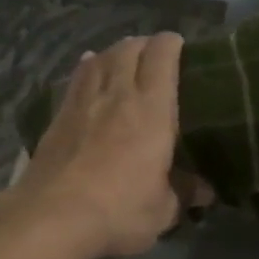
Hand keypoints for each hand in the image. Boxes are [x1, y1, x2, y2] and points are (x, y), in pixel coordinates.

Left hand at [8, 33, 184, 258]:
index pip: (162, 57)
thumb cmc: (119, 210)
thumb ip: (184, 193)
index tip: (179, 44)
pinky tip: (87, 67)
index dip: (171, 43)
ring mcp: (83, 102)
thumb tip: (205, 190)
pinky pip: (76, 79)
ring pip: (99, 60)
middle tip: (152, 51)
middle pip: (128, 50)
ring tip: (122, 55)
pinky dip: (86, 67)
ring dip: (114, 52)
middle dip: (143, 44)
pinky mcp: (58, 116)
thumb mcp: (162, 210)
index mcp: (152, 110)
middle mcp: (117, 95)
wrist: (52, 215)